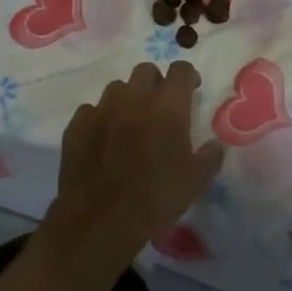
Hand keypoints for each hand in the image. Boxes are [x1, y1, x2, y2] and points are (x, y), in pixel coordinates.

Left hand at [44, 61, 223, 275]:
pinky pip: (91, 110)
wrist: (101, 220)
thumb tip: (215, 144)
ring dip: (127, 98)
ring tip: (130, 120)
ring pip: (116, 88)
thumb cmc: (156, 199)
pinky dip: (100, 118)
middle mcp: (134, 100)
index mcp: (167, 109)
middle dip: (156, 82)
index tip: (191, 89)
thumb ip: (210, 157)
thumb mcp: (196, 182)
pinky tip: (103, 137)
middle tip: (160, 104)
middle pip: (145, 71)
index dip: (187, 75)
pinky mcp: (76, 126)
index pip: (180, 71)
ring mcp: (101, 110)